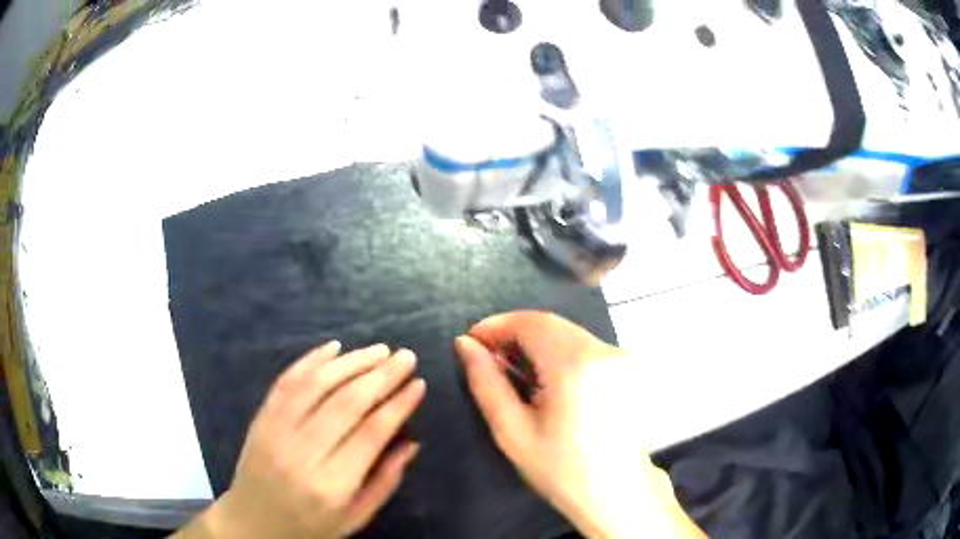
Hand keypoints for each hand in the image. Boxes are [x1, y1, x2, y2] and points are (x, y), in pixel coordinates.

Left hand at [175, 342, 426, 538]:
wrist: (253, 523)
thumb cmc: (310, 526)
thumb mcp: (355, 517)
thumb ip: (385, 482)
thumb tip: (412, 443)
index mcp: (331, 484)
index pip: (371, 434)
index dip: (398, 405)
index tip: (418, 384)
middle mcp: (302, 453)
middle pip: (346, 403)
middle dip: (380, 375)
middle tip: (405, 356)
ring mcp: (276, 431)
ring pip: (316, 385)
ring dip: (351, 362)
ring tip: (379, 350)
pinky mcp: (261, 418)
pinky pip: (286, 382)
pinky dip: (310, 360)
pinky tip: (334, 348)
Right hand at [455, 311, 703, 538]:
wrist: (617, 493)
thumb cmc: (561, 470)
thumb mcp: (513, 431)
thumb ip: (486, 382)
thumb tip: (465, 344)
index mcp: (575, 365)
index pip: (531, 323)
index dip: (497, 325)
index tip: (471, 341)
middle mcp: (603, 351)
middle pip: (551, 324)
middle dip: (514, 333)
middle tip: (488, 356)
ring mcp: (620, 358)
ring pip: (568, 333)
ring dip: (536, 342)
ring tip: (512, 369)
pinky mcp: (626, 368)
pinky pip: (584, 347)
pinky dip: (558, 352)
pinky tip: (544, 378)